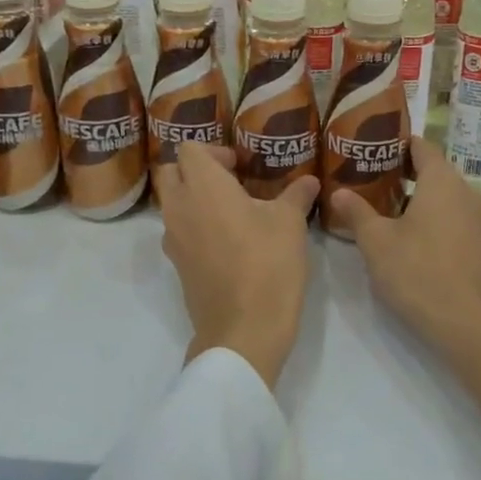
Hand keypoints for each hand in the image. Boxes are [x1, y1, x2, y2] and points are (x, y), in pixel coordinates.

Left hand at [154, 142, 319, 389]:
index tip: (240, 166)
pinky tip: (228, 243)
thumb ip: (296, 195)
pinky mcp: (177, 266)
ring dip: (194, 199)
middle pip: (171, 172)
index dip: (214, 151)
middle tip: (231, 183)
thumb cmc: (268, 264)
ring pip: (172, 204)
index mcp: (204, 186)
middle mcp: (180, 207)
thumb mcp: (290, 224)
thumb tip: (310, 181)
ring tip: (233, 213)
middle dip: (195, 171)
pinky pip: (179, 232)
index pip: (189, 149)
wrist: (244, 330)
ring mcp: (173, 239)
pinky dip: (195, 227)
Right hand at [326, 137, 480, 411]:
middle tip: (368, 179)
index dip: (396, 143)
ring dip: (417, 197)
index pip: (421, 146)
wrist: (469, 323)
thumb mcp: (376, 242)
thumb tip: (338, 192)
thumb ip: (357, 212)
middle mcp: (466, 192)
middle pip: (433, 170)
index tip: (371, 148)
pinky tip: (409, 236)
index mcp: (442, 181)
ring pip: (444, 196)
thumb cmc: (419, 272)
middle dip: (402, 172)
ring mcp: (478, 219)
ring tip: (383, 208)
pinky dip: (432, 217)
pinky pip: (453, 217)